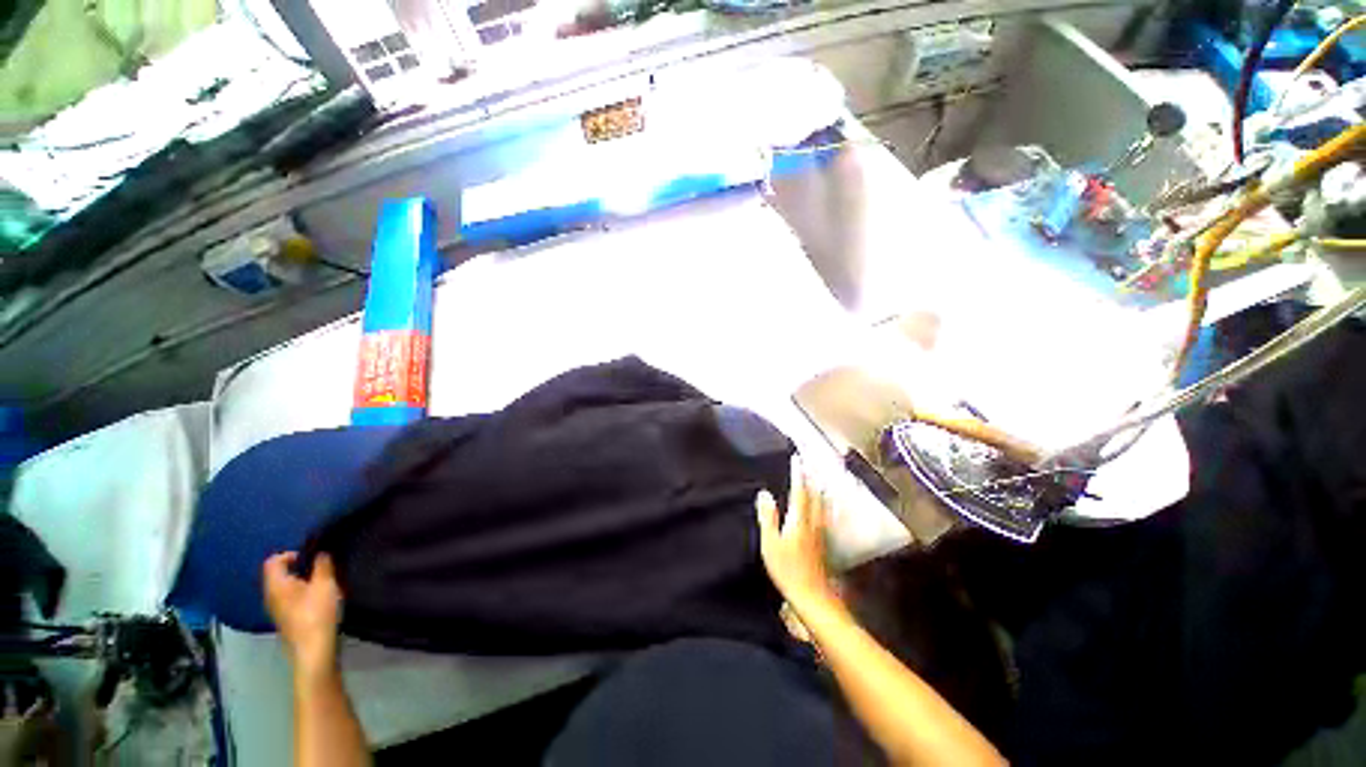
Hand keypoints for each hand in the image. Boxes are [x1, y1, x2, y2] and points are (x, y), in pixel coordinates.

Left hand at [264, 552, 341, 676]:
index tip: (311, 557)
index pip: (273, 561)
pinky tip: (318, 600)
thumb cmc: (317, 613)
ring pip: (285, 588)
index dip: (290, 554)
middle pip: (278, 574)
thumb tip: (320, 553)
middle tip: (320, 569)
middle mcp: (271, 596)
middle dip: (298, 568)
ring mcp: (276, 610)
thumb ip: (322, 565)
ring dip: (301, 581)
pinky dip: (301, 594)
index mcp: (277, 585)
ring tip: (322, 583)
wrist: (313, 649)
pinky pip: (289, 599)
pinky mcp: (285, 620)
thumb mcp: (325, 584)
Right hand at [756, 457, 840, 616]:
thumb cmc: (787, 569)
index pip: (799, 490)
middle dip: (812, 478)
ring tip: (820, 480)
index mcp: (799, 519)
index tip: (797, 458)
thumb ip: (768, 517)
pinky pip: (825, 515)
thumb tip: (764, 493)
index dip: (798, 474)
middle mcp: (813, 522)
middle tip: (810, 464)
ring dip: (820, 490)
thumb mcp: (770, 543)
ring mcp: (821, 532)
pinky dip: (824, 505)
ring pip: (823, 505)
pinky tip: (825, 508)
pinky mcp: (824, 542)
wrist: (812, 596)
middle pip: (815, 495)